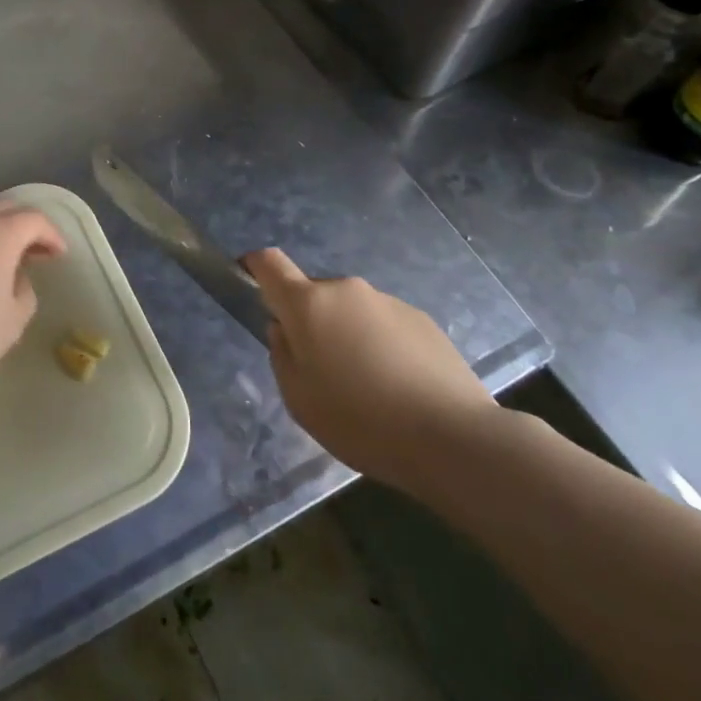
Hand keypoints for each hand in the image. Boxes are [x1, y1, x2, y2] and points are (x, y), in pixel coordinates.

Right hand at [245, 247, 497, 496]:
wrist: (452, 437)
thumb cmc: (360, 420)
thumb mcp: (299, 399)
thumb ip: (282, 355)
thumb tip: (285, 329)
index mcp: (309, 304)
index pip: (269, 263)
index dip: (253, 266)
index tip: (248, 281)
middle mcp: (346, 290)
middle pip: (313, 294)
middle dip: (309, 321)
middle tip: (320, 369)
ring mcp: (387, 301)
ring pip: (351, 311)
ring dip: (347, 335)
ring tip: (367, 388)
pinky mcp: (422, 320)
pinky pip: (384, 325)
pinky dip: (380, 346)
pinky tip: (398, 388)